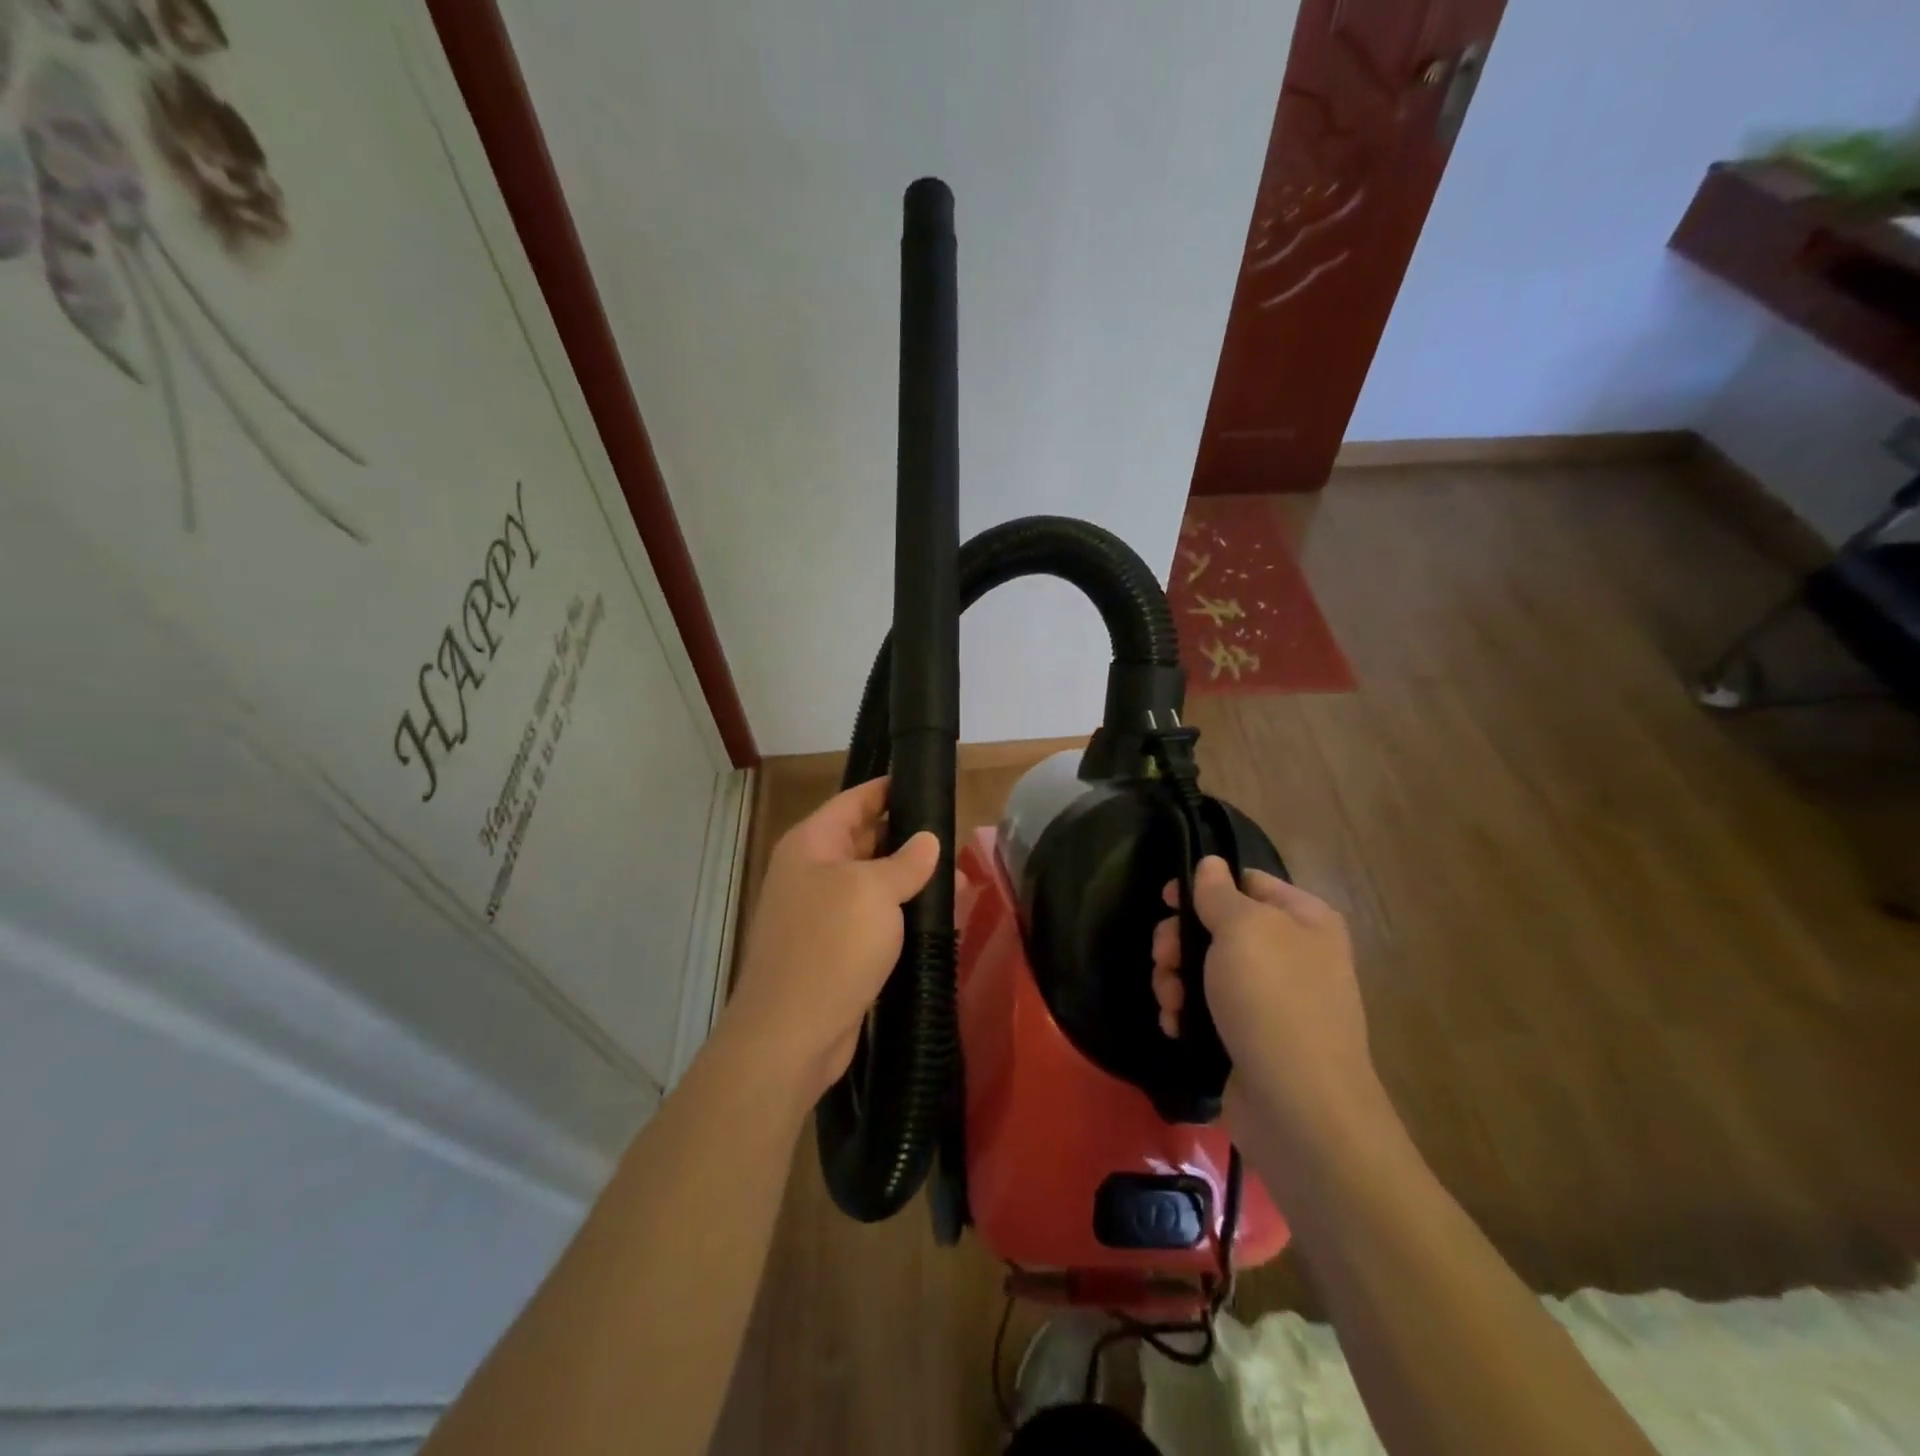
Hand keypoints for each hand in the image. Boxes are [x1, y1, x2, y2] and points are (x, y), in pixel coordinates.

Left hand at [723, 777, 941, 1100]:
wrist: (792, 1035)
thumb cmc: (831, 946)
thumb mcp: (874, 891)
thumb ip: (906, 861)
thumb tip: (928, 841)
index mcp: (812, 844)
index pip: (855, 800)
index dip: (890, 788)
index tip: (927, 782)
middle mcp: (813, 873)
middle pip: (866, 841)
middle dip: (909, 839)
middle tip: (956, 837)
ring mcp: (822, 914)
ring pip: (875, 884)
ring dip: (912, 883)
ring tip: (961, 881)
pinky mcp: (836, 951)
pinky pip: (875, 921)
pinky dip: (903, 918)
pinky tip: (940, 921)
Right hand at [1151, 858, 1383, 1148]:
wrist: (1299, 1109)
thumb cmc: (1273, 1001)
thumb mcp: (1243, 930)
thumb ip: (1219, 893)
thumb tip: (1210, 864)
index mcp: (1303, 919)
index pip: (1247, 881)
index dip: (1203, 886)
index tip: (1165, 900)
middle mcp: (1292, 954)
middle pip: (1218, 926)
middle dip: (1180, 941)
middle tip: (1163, 959)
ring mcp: (1271, 999)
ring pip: (1205, 968)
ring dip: (1175, 979)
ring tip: (1170, 1001)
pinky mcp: (1250, 1037)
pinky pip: (1208, 1008)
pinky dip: (1186, 1012)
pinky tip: (1175, 1025)